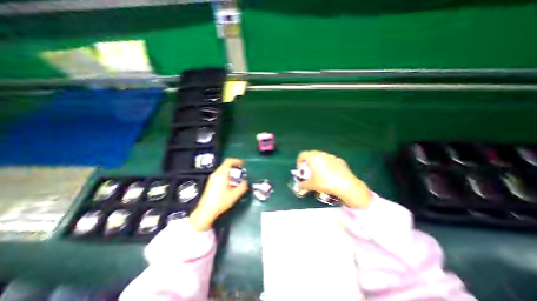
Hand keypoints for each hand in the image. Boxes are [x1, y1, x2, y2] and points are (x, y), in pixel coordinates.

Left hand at [188, 158, 247, 230]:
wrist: (206, 211)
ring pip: (223, 170)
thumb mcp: (235, 195)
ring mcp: (212, 178)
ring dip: (231, 172)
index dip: (237, 161)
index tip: (243, 164)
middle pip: (226, 165)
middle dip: (235, 167)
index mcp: (221, 174)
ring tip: (237, 179)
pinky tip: (230, 184)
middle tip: (241, 172)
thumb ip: (243, 186)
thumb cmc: (221, 202)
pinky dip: (227, 175)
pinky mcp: (211, 182)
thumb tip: (245, 181)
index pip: (229, 161)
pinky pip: (220, 174)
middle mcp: (216, 174)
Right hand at [296, 151, 371, 208]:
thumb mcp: (311, 185)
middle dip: (308, 162)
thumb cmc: (325, 183)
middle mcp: (321, 154)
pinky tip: (331, 175)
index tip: (302, 171)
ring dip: (318, 163)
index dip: (299, 162)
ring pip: (321, 157)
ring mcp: (331, 156)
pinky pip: (330, 160)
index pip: (302, 155)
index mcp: (313, 158)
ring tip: (320, 173)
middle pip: (311, 154)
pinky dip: (327, 165)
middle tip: (309, 172)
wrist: (346, 185)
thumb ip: (303, 184)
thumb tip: (298, 185)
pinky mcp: (340, 160)